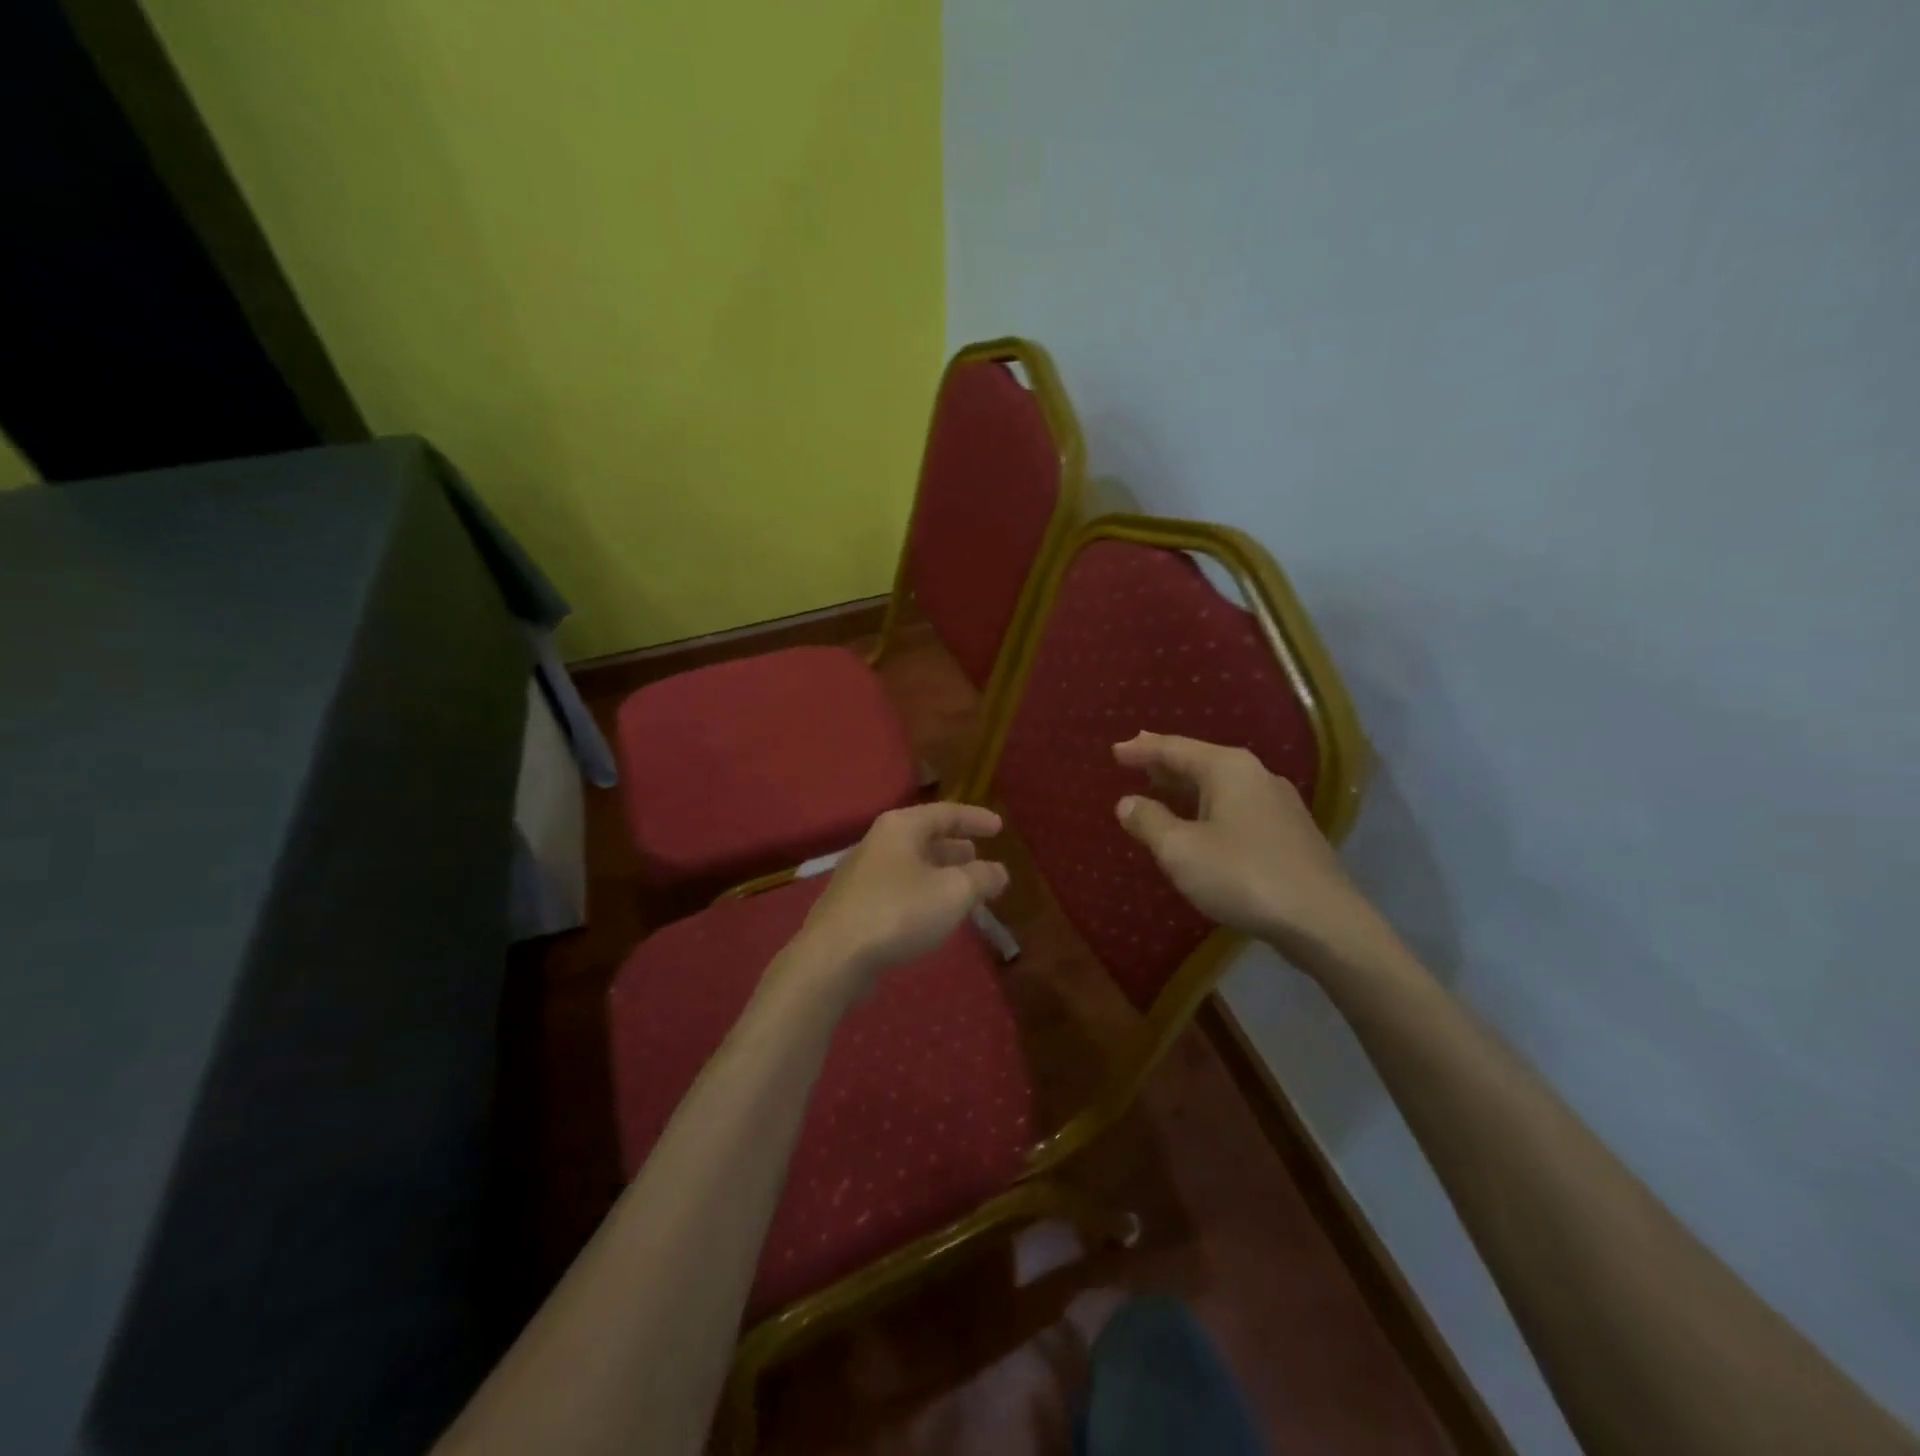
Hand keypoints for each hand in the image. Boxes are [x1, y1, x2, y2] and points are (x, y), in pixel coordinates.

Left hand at [793, 802, 1009, 993]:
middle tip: (979, 856)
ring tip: (963, 886)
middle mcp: (878, 842)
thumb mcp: (953, 892)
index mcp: (901, 827)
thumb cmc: (899, 913)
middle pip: (924, 836)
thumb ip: (981, 878)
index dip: (976, 819)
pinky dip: (921, 892)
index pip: (946, 813)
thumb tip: (998, 871)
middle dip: (955, 847)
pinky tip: (932, 913)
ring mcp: (860, 874)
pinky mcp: (852, 905)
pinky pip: (897, 888)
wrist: (833, 958)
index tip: (1000, 827)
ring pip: (910, 864)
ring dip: (939, 872)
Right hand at [1112, 732, 1376, 961]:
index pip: (1174, 748)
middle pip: (1200, 760)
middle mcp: (1256, 775)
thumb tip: (1127, 802)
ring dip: (1187, 787)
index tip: (1115, 750)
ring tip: (1160, 789)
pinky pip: (1236, 806)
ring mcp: (1278, 803)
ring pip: (1220, 785)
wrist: (1323, 921)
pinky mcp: (1289, 832)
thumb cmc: (1243, 876)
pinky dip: (1208, 807)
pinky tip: (1200, 823)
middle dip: (1165, 762)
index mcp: (1228, 768)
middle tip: (1135, 761)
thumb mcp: (1181, 850)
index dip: (1142, 749)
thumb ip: (1149, 821)